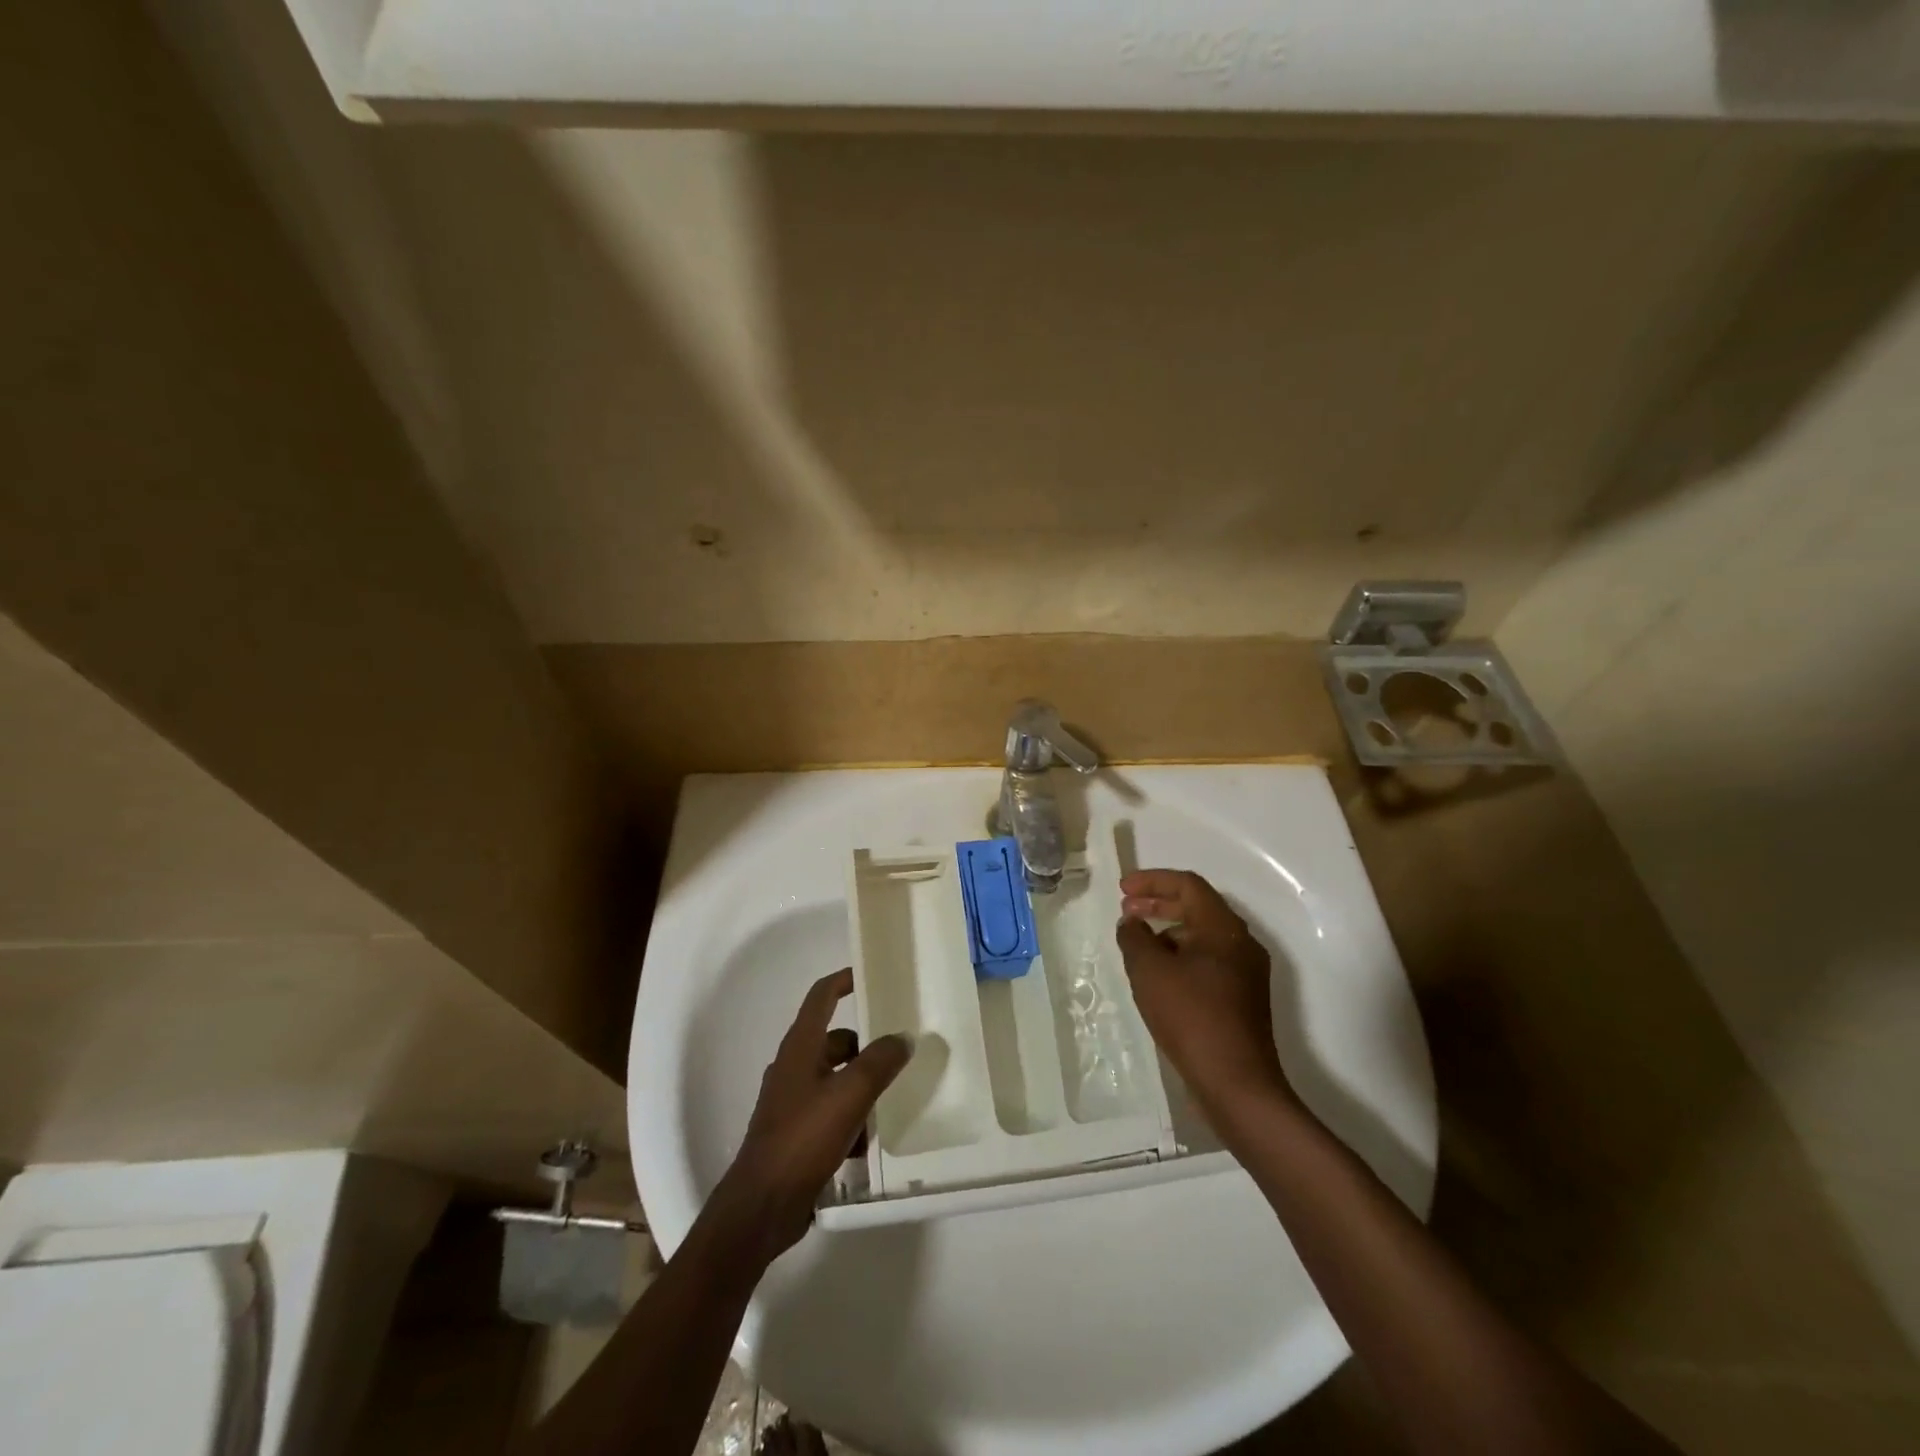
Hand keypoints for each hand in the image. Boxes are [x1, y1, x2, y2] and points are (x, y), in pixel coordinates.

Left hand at [712, 969, 911, 1260]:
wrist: (761, 1207)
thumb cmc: (803, 1139)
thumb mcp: (849, 1095)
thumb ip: (879, 1063)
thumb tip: (902, 1038)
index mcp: (800, 1048)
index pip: (821, 997)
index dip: (844, 980)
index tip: (872, 975)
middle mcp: (794, 1067)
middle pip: (836, 1041)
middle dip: (867, 1046)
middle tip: (901, 1051)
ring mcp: (792, 1102)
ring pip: (836, 1078)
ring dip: (862, 1085)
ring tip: (894, 1097)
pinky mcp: (797, 1133)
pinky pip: (832, 1112)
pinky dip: (852, 1118)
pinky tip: (872, 1139)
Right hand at [1117, 869, 1294, 1123]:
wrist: (1237, 1085)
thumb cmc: (1192, 1017)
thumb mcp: (1150, 971)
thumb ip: (1135, 938)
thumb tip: (1132, 924)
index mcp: (1224, 928)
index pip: (1188, 885)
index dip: (1152, 881)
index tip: (1123, 889)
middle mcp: (1241, 944)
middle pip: (1197, 908)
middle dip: (1159, 904)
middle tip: (1126, 911)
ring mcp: (1245, 974)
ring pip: (1202, 938)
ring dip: (1168, 933)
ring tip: (1137, 946)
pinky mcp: (1242, 1000)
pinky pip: (1207, 963)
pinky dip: (1180, 958)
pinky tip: (1158, 978)